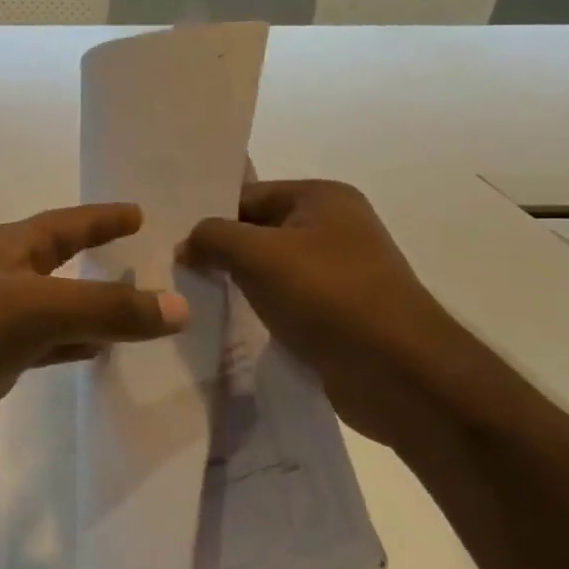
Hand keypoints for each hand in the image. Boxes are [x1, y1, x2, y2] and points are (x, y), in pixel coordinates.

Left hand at [0, 204, 187, 475]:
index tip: (141, 214)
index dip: (102, 218)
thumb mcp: (33, 310)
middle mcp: (3, 281)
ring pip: (59, 311)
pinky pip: (46, 349)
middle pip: (63, 264)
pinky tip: (101, 357)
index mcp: (9, 251)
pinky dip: (75, 348)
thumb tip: (179, 305)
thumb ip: (105, 307)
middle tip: (155, 263)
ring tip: (145, 314)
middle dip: (102, 261)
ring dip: (95, 310)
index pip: (65, 224)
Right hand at [180, 180, 464, 450]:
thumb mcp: (257, 255)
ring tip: (194, 298)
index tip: (171, 243)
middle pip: (256, 231)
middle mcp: (334, 227)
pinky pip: (283, 300)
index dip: (209, 217)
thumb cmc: (327, 296)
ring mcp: (338, 272)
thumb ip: (213, 237)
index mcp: (322, 198)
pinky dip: (257, 309)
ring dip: (236, 283)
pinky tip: (227, 322)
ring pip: (267, 269)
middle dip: (219, 252)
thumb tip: (186, 245)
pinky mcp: (336, 312)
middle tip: (174, 271)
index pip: (247, 195)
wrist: (398, 373)